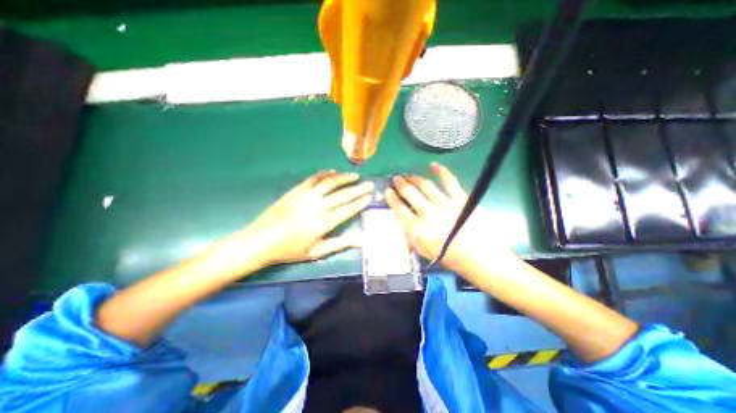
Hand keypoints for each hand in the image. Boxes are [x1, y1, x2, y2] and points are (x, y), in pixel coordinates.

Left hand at [228, 171, 371, 267]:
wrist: (261, 240)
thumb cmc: (290, 249)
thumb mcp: (316, 252)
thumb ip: (339, 244)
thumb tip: (361, 240)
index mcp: (323, 223)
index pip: (347, 209)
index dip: (360, 202)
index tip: (370, 196)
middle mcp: (317, 206)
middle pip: (342, 194)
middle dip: (358, 189)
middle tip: (369, 184)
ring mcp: (306, 196)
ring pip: (329, 183)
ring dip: (344, 178)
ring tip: (355, 176)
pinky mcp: (296, 190)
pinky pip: (313, 179)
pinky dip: (324, 174)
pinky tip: (332, 172)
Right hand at [386, 163, 499, 272]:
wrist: (477, 256)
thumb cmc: (447, 256)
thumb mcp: (421, 250)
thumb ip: (410, 233)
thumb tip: (403, 218)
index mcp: (418, 229)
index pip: (399, 209)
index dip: (391, 198)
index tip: (387, 191)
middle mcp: (429, 214)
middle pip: (410, 193)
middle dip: (400, 184)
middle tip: (396, 179)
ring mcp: (445, 205)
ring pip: (425, 186)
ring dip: (415, 178)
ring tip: (409, 175)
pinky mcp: (460, 199)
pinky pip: (449, 182)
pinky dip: (441, 172)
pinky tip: (433, 166)